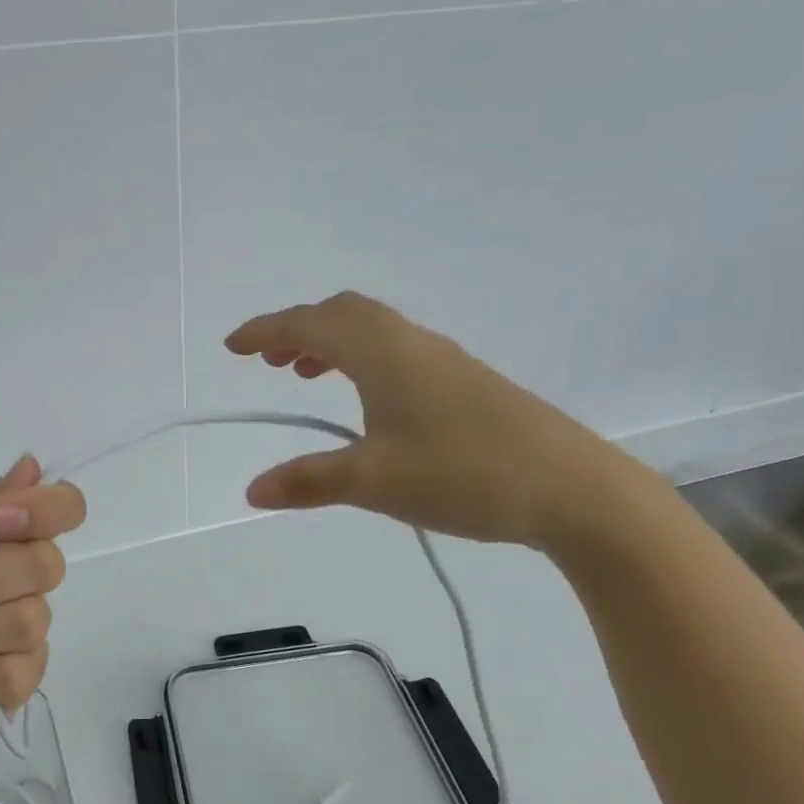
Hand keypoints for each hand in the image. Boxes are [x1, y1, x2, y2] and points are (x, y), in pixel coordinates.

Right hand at [225, 291, 645, 554]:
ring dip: (331, 342)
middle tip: (268, 361)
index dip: (266, 330)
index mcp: (384, 354)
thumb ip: (309, 481)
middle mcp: (412, 344)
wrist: (571, 488)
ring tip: (306, 375)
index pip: (311, 324)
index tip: (232, 346)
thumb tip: (252, 490)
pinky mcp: (465, 383)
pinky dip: (362, 359)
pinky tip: (366, 401)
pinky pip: (396, 351)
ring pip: (373, 330)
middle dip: (298, 329)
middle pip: (344, 313)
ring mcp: (443, 361)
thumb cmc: (464, 474)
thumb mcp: (375, 481)